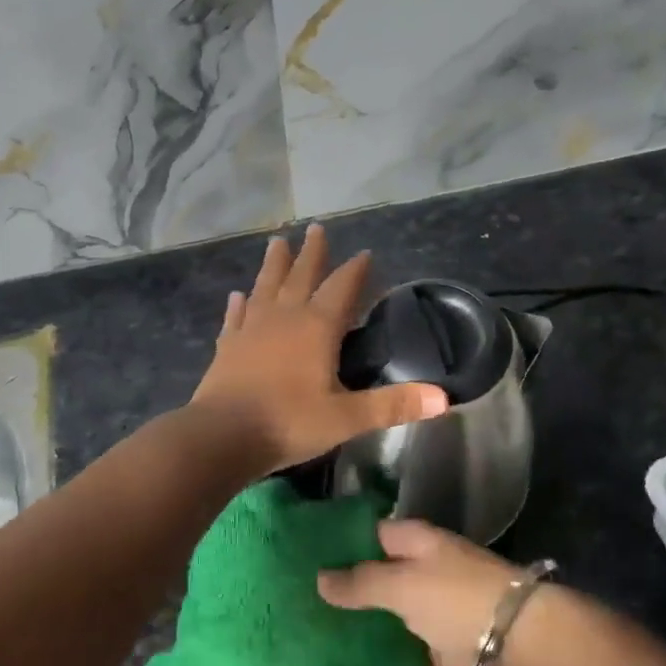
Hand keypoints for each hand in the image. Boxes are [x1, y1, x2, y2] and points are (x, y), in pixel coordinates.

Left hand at [188, 224, 447, 473]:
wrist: (221, 437)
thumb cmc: (289, 423)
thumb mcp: (347, 418)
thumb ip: (393, 405)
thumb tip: (444, 398)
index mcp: (316, 328)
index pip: (342, 288)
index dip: (356, 270)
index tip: (366, 253)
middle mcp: (284, 318)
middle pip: (300, 276)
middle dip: (312, 252)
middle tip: (317, 227)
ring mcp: (251, 330)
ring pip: (266, 287)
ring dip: (274, 264)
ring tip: (277, 241)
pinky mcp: (228, 347)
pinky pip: (236, 317)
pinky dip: (239, 304)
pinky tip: (238, 295)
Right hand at [317, 520, 565, 665]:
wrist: (525, 645)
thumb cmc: (459, 601)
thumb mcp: (403, 586)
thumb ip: (361, 582)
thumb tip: (318, 577)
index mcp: (417, 543)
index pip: (370, 534)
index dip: (339, 545)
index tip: (301, 562)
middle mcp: (425, 570)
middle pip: (378, 577)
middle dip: (346, 592)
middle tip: (298, 610)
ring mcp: (435, 610)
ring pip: (391, 616)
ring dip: (364, 628)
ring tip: (314, 643)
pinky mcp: (444, 648)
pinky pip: (407, 651)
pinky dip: (387, 659)